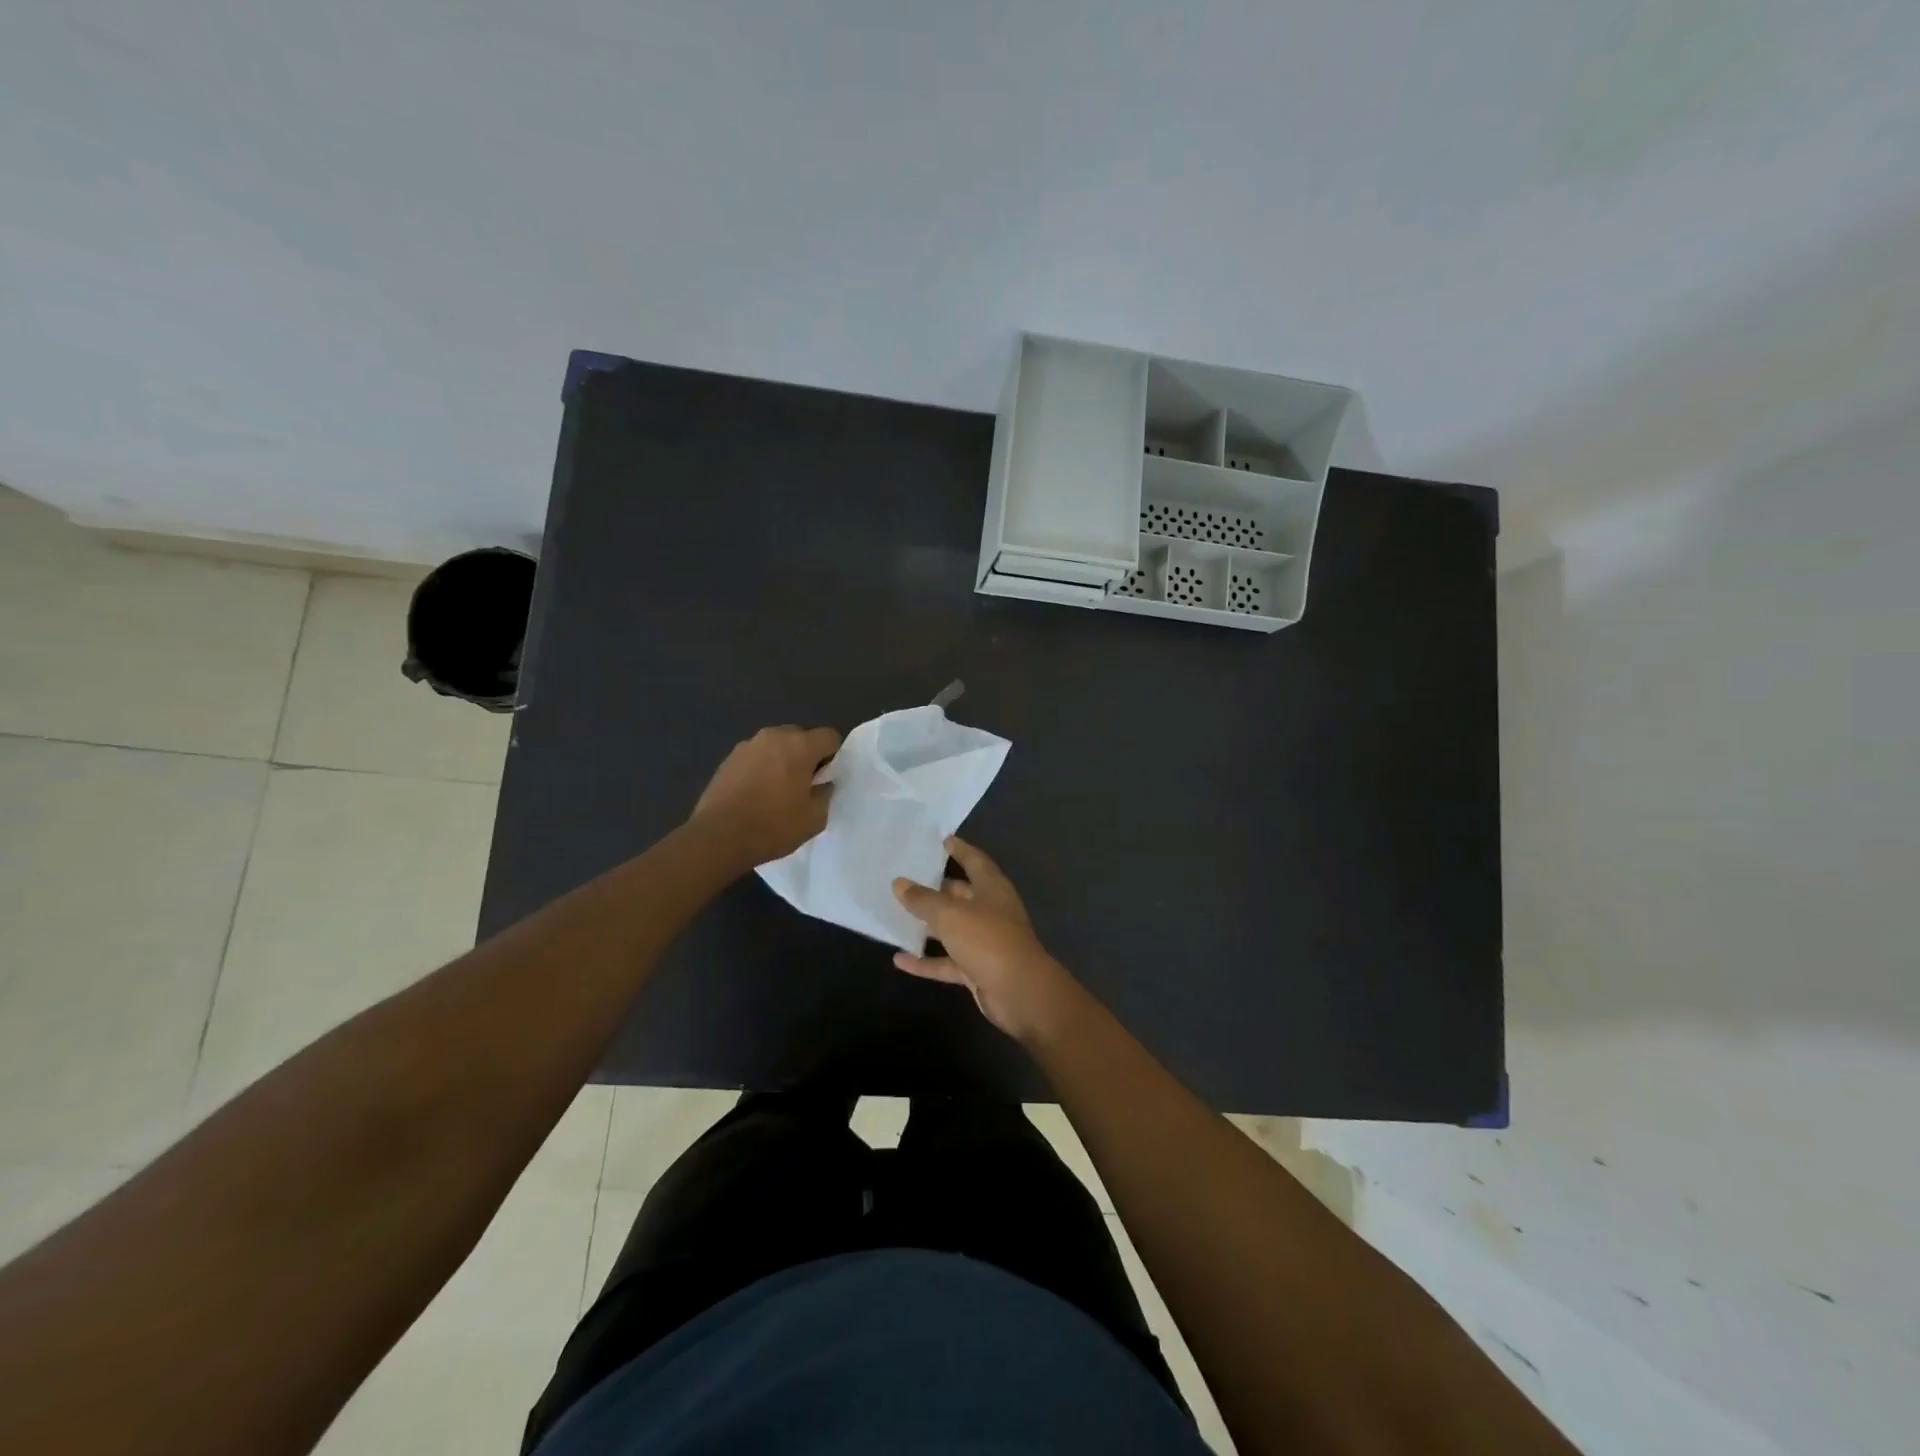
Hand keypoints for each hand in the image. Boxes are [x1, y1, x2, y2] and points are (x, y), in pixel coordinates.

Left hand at [690, 725, 840, 868]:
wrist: (718, 837)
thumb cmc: (773, 826)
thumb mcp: (815, 818)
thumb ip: (825, 793)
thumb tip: (821, 784)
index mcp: (800, 745)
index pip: (830, 737)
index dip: (833, 757)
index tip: (825, 780)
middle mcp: (773, 736)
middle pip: (801, 737)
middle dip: (806, 756)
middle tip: (802, 786)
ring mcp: (747, 745)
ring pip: (776, 746)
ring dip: (782, 761)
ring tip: (776, 791)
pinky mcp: (727, 759)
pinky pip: (755, 757)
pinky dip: (760, 769)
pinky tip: (755, 795)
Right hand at [892, 837, 1083, 1043]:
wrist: (1019, 992)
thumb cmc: (988, 940)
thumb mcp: (950, 914)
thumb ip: (923, 899)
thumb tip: (899, 883)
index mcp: (992, 889)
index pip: (975, 861)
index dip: (960, 849)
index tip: (943, 839)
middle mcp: (990, 911)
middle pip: (961, 895)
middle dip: (938, 888)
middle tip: (909, 878)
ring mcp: (985, 942)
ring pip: (952, 929)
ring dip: (929, 925)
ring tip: (897, 916)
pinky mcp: (977, 970)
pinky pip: (947, 962)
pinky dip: (926, 961)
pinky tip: (899, 959)